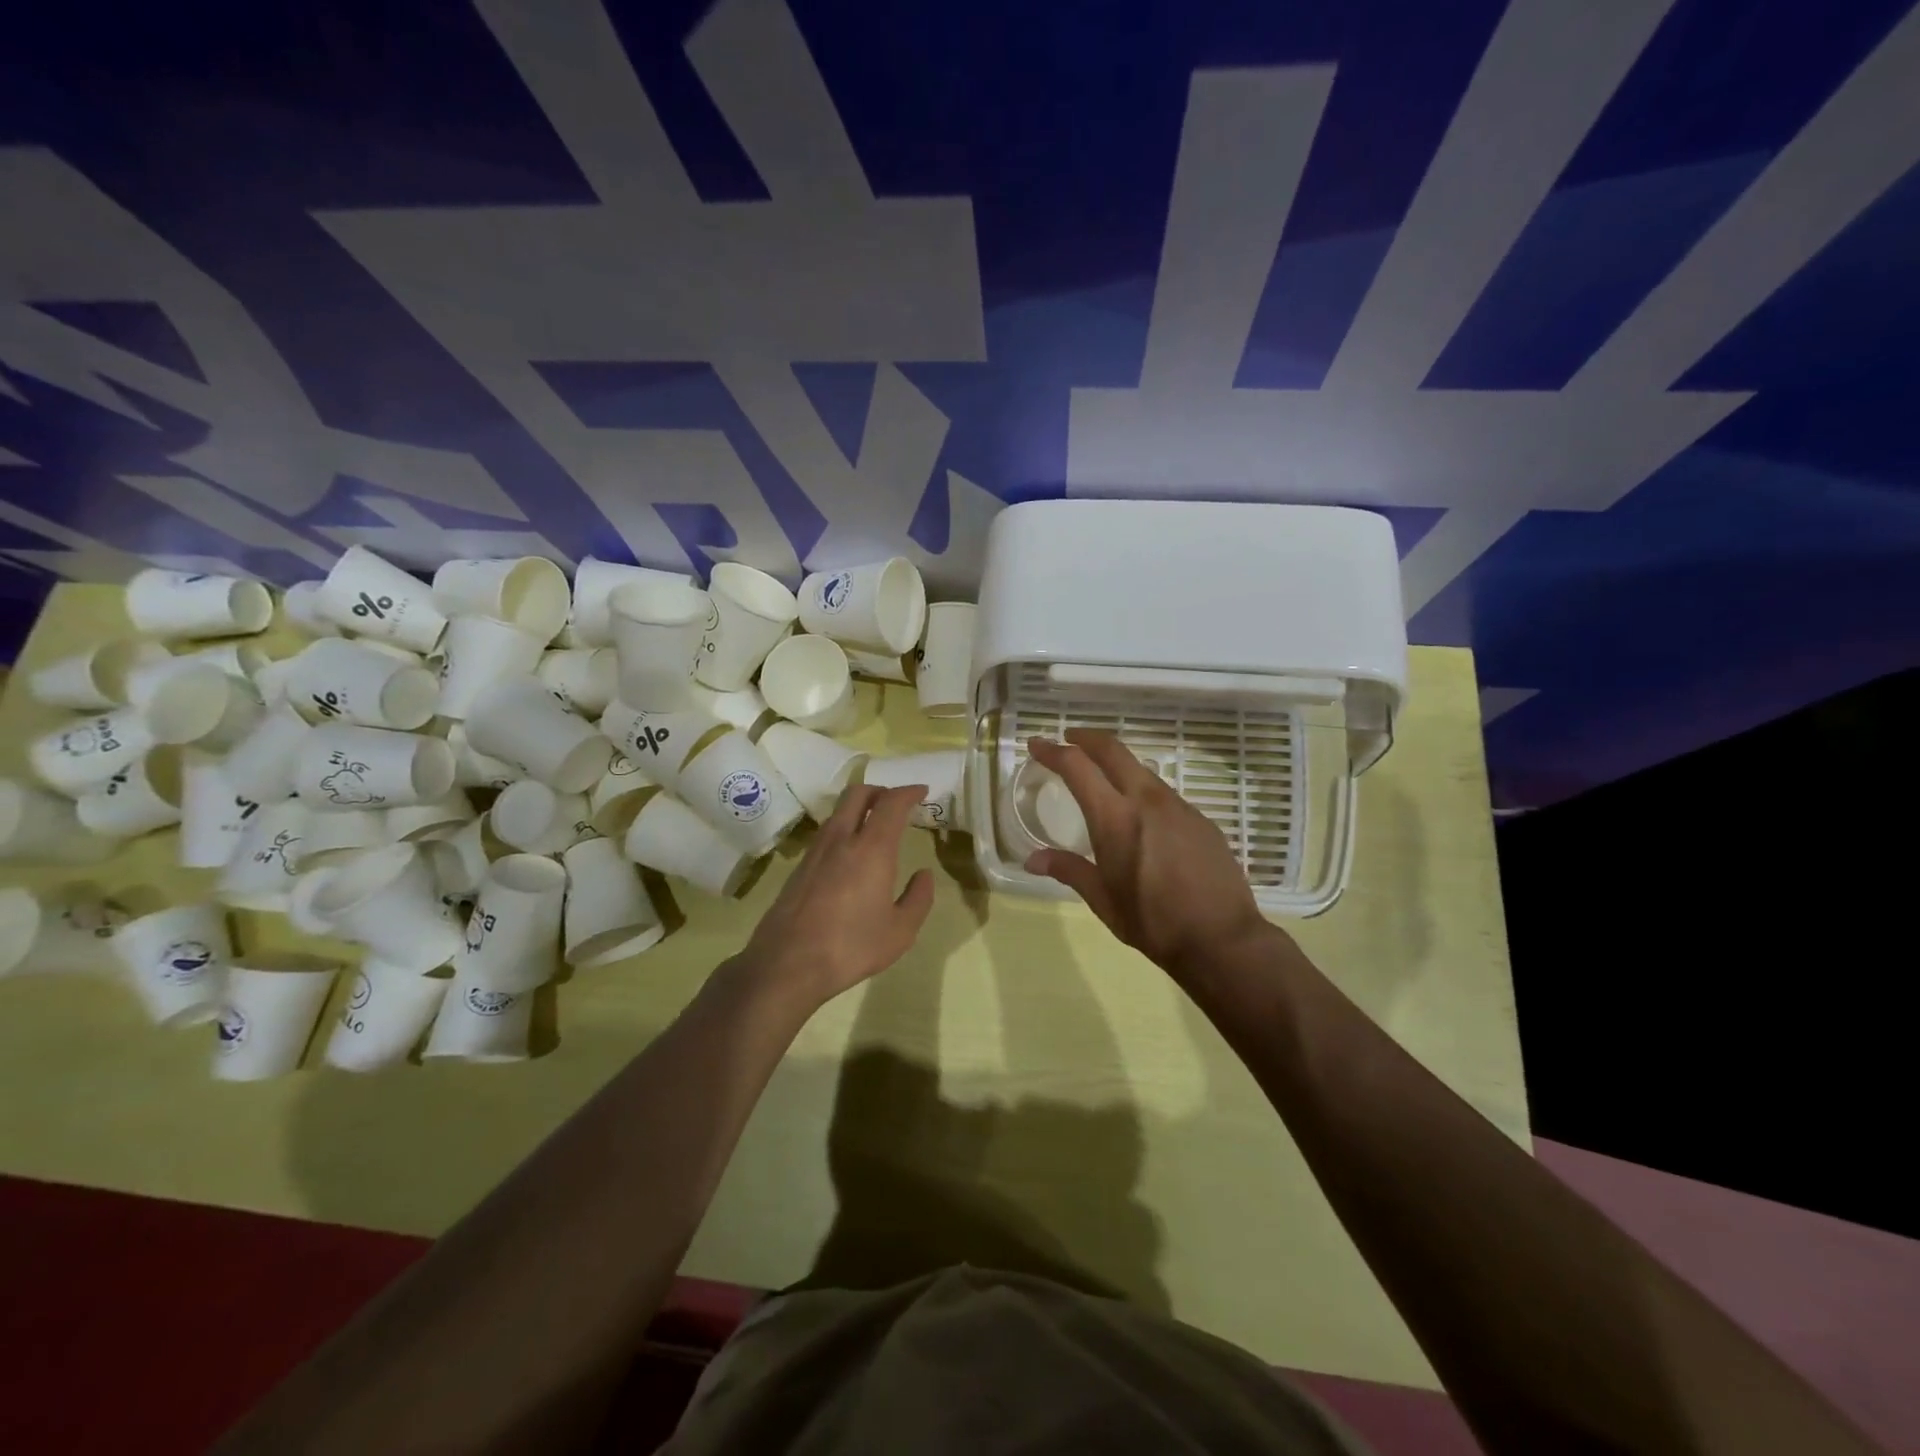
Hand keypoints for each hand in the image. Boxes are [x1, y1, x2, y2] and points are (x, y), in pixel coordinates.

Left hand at [737, 783, 934, 1008]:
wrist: (787, 964)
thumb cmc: (850, 947)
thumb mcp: (900, 932)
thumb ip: (918, 899)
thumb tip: (924, 875)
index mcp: (872, 849)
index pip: (891, 803)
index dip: (908, 792)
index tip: (922, 791)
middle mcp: (841, 839)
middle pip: (858, 793)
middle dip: (880, 790)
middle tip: (897, 802)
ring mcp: (816, 851)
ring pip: (839, 811)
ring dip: (859, 808)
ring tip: (875, 826)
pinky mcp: (799, 867)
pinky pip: (826, 832)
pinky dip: (844, 827)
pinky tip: (851, 853)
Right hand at [1026, 731, 1270, 979]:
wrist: (1222, 939)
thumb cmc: (1153, 922)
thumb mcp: (1103, 900)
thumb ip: (1069, 870)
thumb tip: (1033, 859)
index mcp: (1115, 818)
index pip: (1077, 767)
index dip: (1053, 751)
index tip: (1037, 745)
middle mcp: (1147, 800)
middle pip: (1113, 750)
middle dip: (1086, 738)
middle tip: (1069, 739)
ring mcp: (1178, 806)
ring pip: (1141, 770)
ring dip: (1117, 766)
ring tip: (1104, 780)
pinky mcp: (1201, 819)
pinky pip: (1164, 794)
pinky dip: (1143, 791)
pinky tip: (1143, 818)